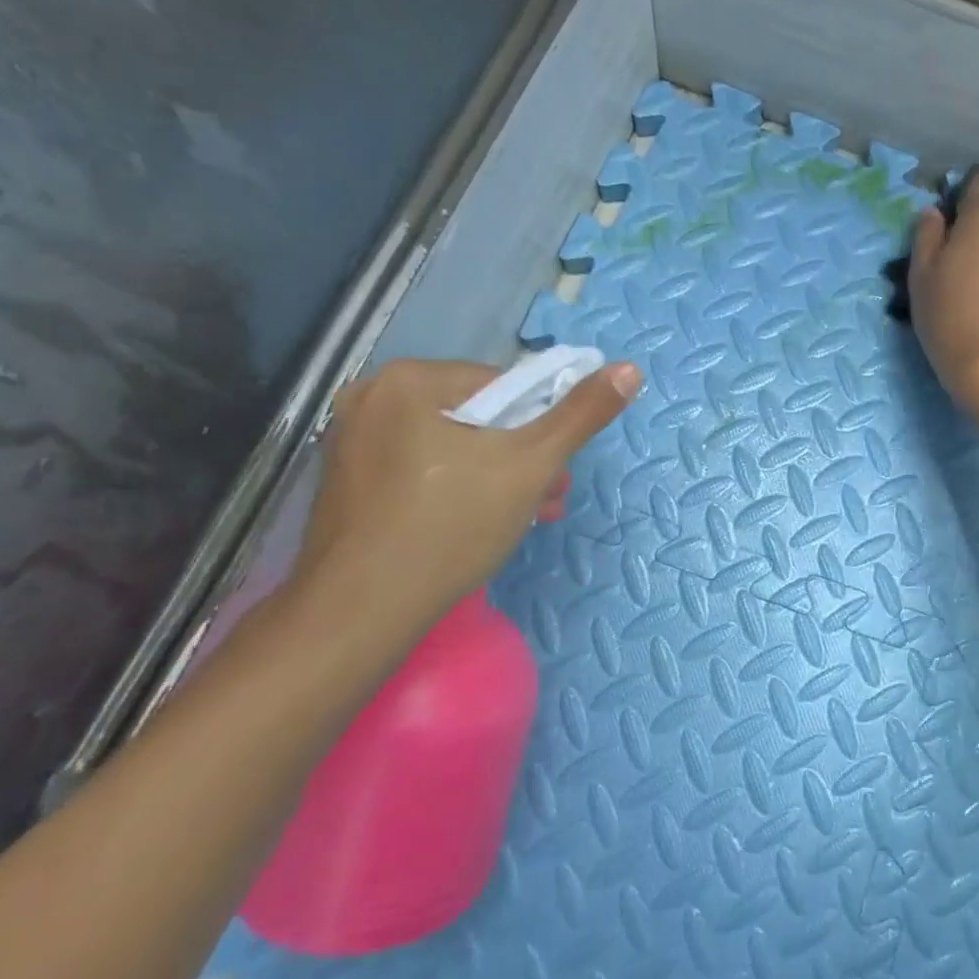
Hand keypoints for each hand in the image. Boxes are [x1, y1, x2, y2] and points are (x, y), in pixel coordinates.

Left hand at [292, 357, 640, 638]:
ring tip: (521, 518)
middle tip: (545, 499)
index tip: (553, 470)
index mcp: (410, 380)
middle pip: (477, 417)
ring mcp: (352, 442)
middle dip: (521, 457)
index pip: (503, 385)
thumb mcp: (531, 464)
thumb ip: (582, 414)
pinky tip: (473, 526)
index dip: (539, 426)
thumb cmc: (452, 525)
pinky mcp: (348, 483)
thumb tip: (630, 369)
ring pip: (450, 447)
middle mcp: (371, 398)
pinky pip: (420, 471)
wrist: (361, 610)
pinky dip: (455, 490)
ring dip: (495, 476)